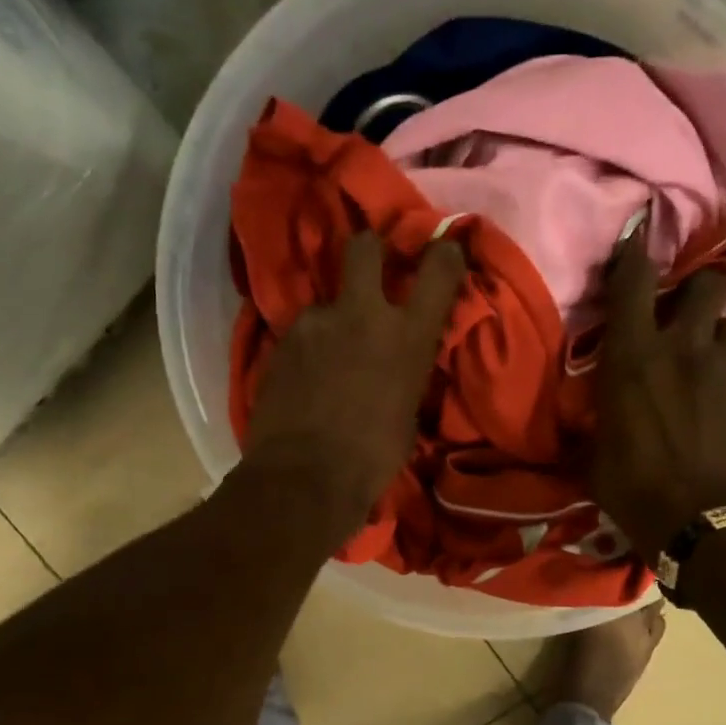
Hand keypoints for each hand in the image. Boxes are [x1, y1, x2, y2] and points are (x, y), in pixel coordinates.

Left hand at [244, 230, 465, 541]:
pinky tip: (303, 378)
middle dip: (369, 250)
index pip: (439, 270)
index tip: (444, 247)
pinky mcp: (281, 339)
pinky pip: (301, 333)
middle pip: (365, 247)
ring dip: (331, 322)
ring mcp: (317, 322)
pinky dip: (306, 349)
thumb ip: (406, 375)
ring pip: (326, 302)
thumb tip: (399, 367)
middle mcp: (363, 315)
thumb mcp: (408, 415)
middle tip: (368, 269)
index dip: (444, 251)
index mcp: (408, 337)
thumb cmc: (372, 459)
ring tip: (325, 359)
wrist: (305, 476)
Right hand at [592, 228, 725, 559]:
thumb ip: (600, 417)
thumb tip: (592, 415)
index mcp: (633, 358)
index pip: (632, 282)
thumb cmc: (634, 490)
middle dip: (701, 284)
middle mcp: (683, 347)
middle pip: (706, 283)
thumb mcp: (595, 454)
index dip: (635, 250)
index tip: (641, 229)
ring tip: (711, 358)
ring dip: (720, 333)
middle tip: (692, 303)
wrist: (701, 524)